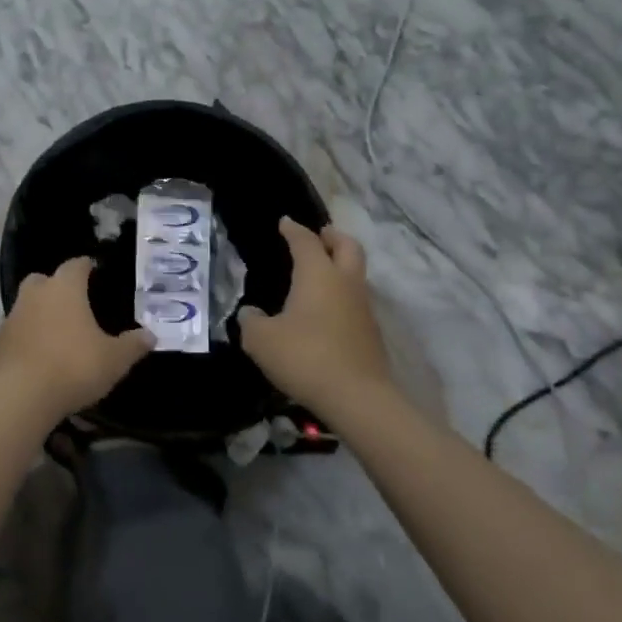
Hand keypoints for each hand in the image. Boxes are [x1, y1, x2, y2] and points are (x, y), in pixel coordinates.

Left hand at [0, 257, 151, 422]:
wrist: (21, 395)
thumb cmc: (74, 366)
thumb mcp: (114, 360)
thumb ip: (132, 345)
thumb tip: (150, 335)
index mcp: (65, 288)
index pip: (77, 264)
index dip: (87, 267)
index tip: (96, 272)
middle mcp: (37, 293)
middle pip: (45, 279)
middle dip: (57, 286)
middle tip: (74, 303)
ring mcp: (14, 315)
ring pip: (28, 302)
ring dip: (41, 311)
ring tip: (59, 331)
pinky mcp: (0, 340)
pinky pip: (18, 328)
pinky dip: (29, 334)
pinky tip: (41, 352)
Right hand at [239, 217, 391, 417]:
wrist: (358, 398)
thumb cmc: (305, 356)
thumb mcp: (261, 340)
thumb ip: (250, 321)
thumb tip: (251, 314)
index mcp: (317, 274)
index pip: (306, 240)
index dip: (293, 229)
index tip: (285, 223)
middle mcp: (345, 283)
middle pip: (347, 246)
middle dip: (332, 237)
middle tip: (318, 237)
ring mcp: (363, 307)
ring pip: (355, 274)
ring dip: (340, 267)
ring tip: (319, 276)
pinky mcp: (371, 333)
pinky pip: (356, 301)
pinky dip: (342, 296)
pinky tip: (325, 312)